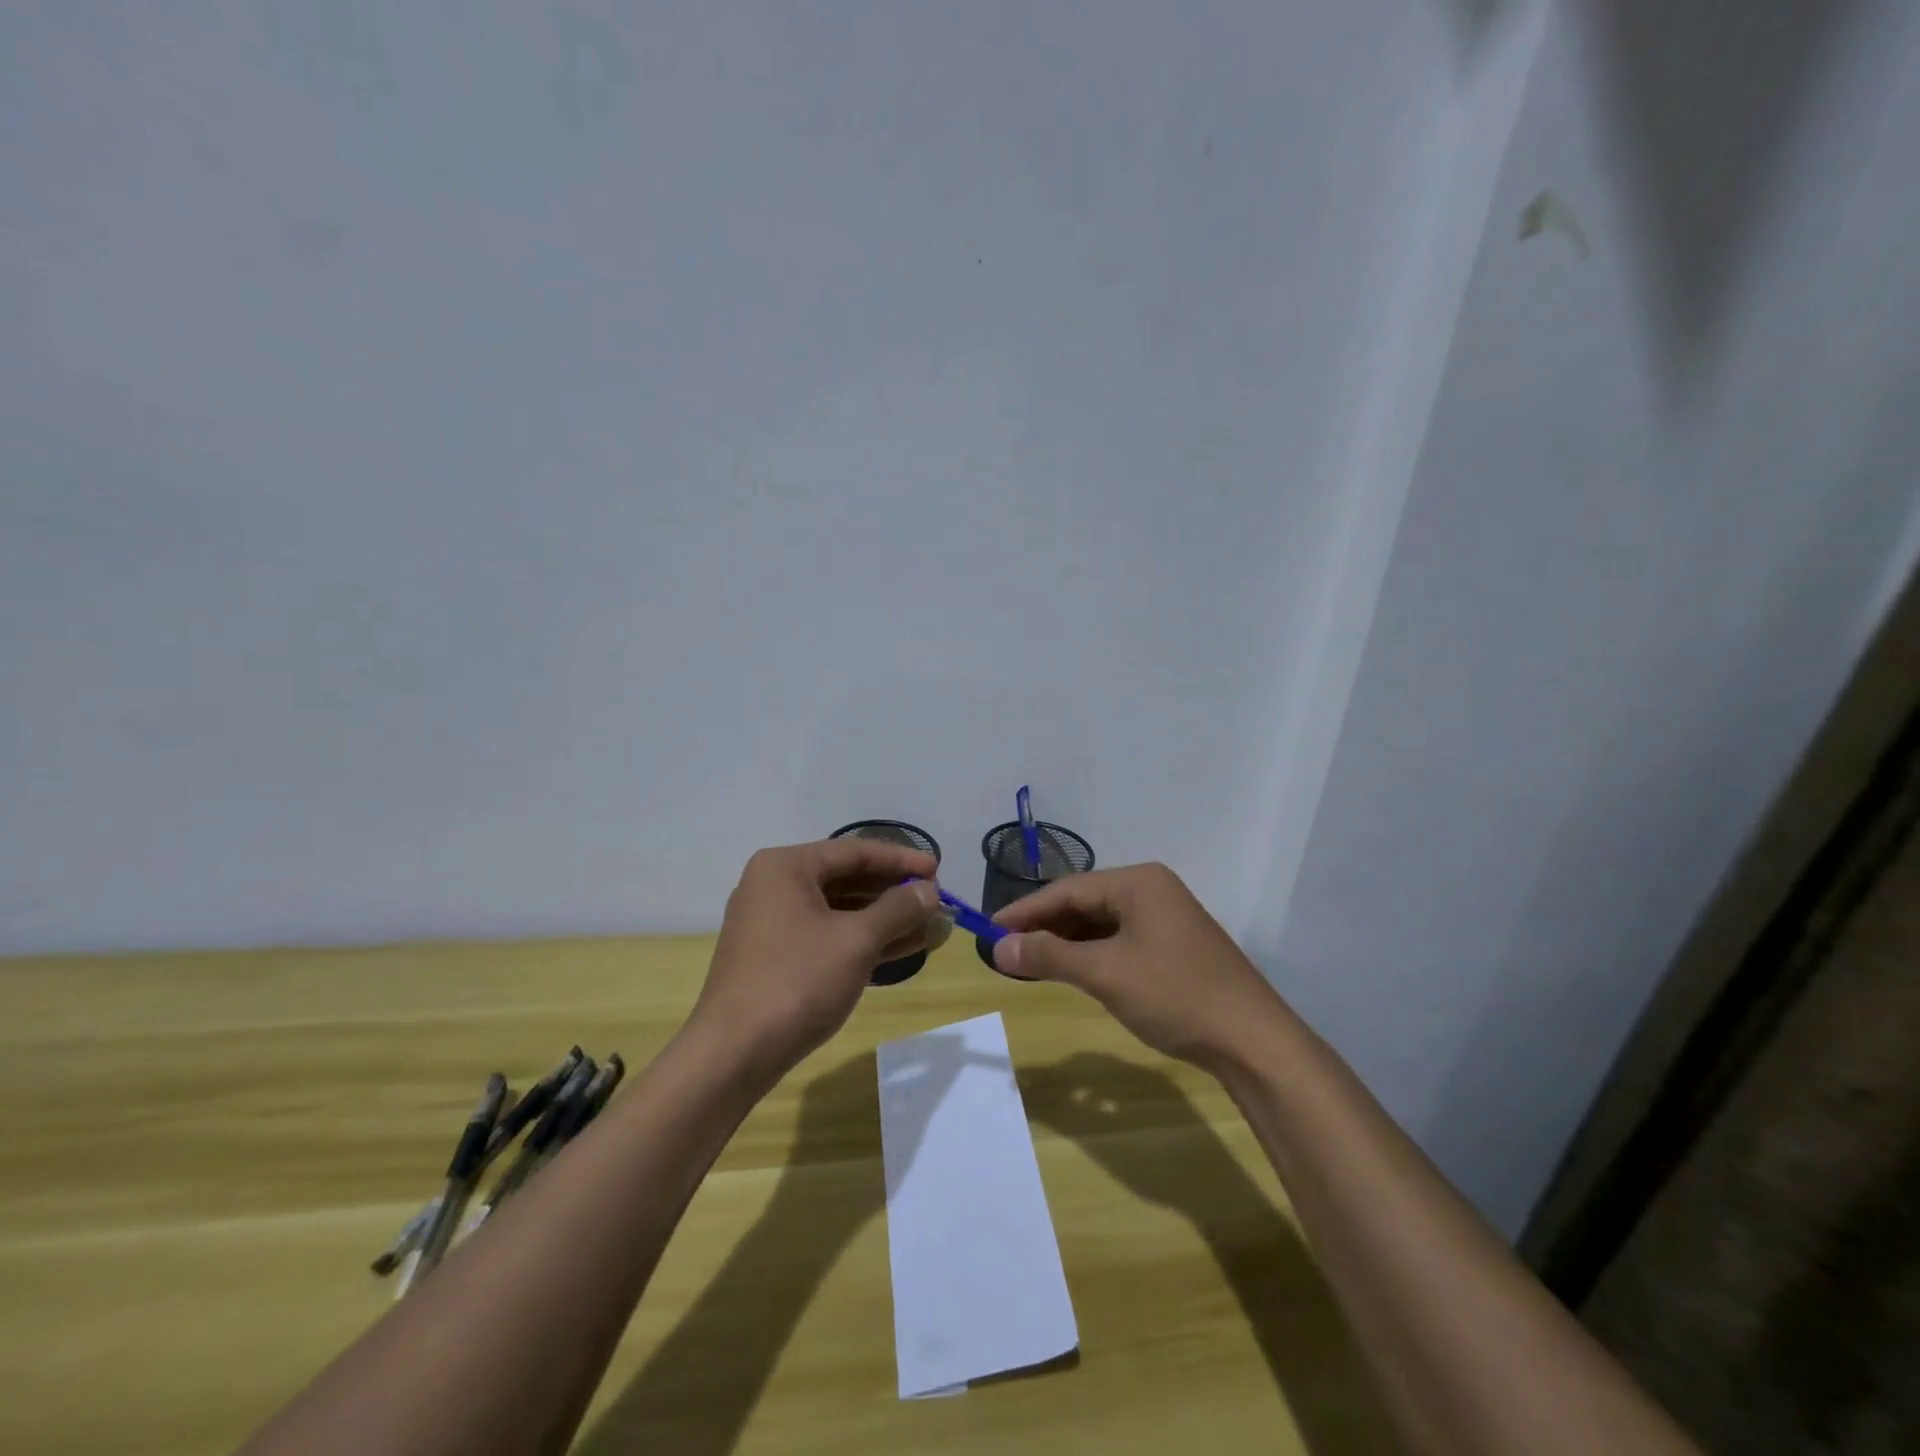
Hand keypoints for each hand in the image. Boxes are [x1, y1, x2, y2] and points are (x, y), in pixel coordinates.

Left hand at [686, 839, 945, 1083]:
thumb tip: (930, 890)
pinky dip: (863, 941)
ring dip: (885, 919)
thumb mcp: (856, 940)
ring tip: (931, 927)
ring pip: (840, 911)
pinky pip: (828, 936)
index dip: (900, 859)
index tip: (938, 869)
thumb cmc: (797, 982)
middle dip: (895, 892)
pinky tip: (902, 949)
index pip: (854, 852)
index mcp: (786, 867)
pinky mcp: (776, 958)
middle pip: (847, 879)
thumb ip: (897, 908)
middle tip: (936, 901)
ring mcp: (773, 924)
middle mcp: (775, 886)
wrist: (733, 1055)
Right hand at [991, 862, 1289, 1069]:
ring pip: (1102, 922)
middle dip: (1045, 926)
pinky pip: (1121, 939)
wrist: (1253, 1040)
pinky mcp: (1174, 945)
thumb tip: (997, 948)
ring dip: (1067, 941)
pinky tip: (1074, 970)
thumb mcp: (1105, 974)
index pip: (1068, 889)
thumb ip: (1049, 956)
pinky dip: (1092, 953)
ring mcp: (1167, 917)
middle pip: (1085, 902)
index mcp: (1138, 883)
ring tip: (1031, 961)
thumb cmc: (1174, 995)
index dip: (1025, 910)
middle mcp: (1152, 890)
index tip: (990, 930)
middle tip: (1007, 949)